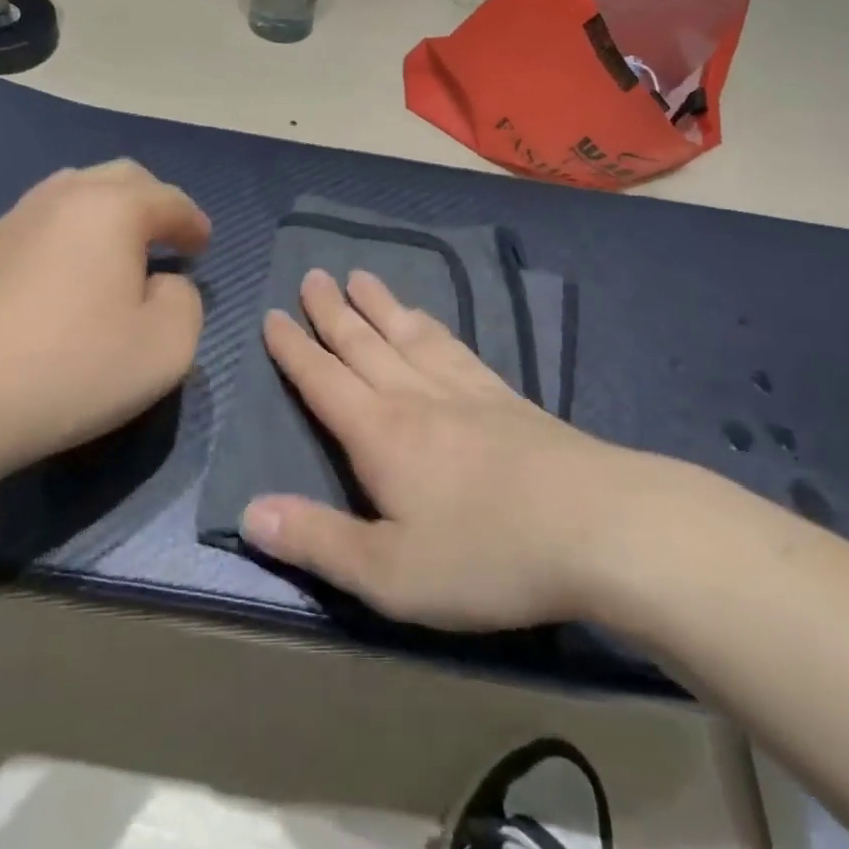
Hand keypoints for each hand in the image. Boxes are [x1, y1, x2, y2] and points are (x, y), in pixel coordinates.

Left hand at [0, 161, 209, 469]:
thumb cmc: (72, 367)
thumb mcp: (166, 345)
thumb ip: (186, 301)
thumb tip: (164, 284)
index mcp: (112, 208)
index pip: (169, 200)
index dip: (193, 222)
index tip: (203, 248)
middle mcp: (63, 197)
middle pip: (121, 178)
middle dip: (153, 203)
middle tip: (167, 241)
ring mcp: (15, 218)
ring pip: (76, 193)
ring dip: (109, 213)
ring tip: (119, 252)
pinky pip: (44, 222)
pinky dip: (71, 234)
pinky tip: (69, 275)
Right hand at [240, 269, 670, 632]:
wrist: (600, 528)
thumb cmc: (487, 555)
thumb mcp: (389, 573)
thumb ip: (317, 541)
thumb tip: (248, 513)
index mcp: (380, 434)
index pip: (323, 380)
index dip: (294, 349)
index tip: (273, 313)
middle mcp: (416, 398)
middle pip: (364, 344)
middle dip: (333, 311)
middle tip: (313, 275)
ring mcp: (466, 392)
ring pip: (409, 336)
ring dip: (381, 306)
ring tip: (362, 277)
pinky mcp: (507, 399)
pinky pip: (456, 348)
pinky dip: (433, 328)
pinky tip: (431, 323)